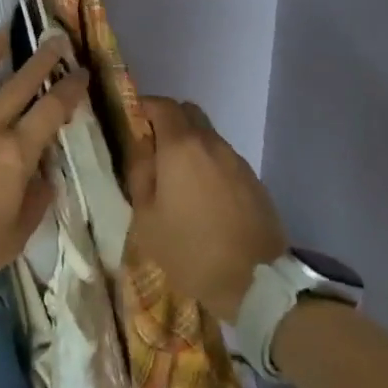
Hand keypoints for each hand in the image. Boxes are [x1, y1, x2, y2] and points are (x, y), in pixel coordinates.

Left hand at [0, 31, 89, 330]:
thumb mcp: (17, 235)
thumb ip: (35, 200)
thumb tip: (44, 175)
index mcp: (15, 153)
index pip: (52, 110)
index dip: (70, 88)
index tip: (80, 70)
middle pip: (19, 83)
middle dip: (41, 59)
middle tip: (54, 39)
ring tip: (0, 34)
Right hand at [126, 98, 289, 322]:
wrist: (256, 282)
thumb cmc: (190, 249)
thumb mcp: (147, 217)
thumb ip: (139, 173)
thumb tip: (139, 147)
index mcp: (181, 147)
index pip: (162, 105)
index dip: (144, 106)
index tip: (131, 122)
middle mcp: (212, 143)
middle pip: (188, 112)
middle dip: (168, 121)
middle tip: (152, 148)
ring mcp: (237, 160)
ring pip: (208, 136)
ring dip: (190, 145)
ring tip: (176, 179)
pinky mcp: (253, 180)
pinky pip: (223, 159)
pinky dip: (208, 165)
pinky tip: (203, 196)